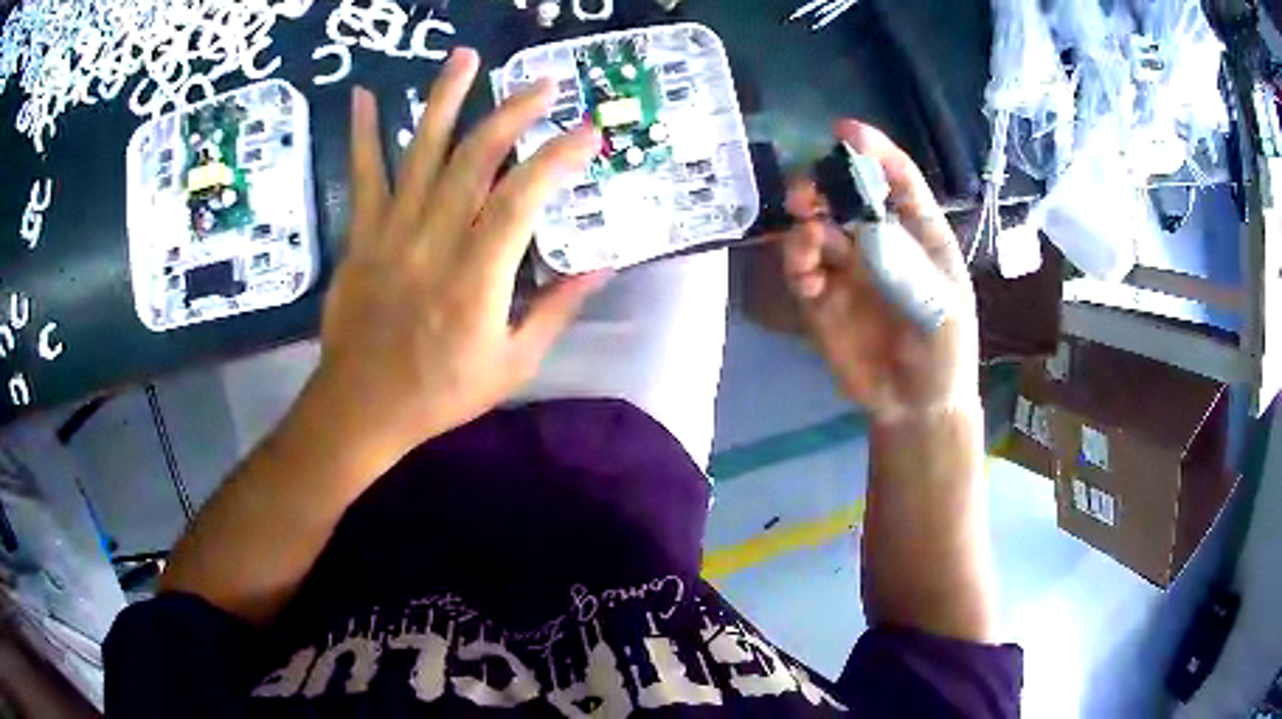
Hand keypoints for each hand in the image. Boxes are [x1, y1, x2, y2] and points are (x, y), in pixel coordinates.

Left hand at [311, 48, 609, 462]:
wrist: (362, 406)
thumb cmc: (440, 392)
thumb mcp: (513, 364)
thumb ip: (557, 310)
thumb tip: (602, 266)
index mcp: (478, 277)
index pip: (524, 197)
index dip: (559, 158)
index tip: (589, 132)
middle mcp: (435, 240)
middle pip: (475, 158)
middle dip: (513, 113)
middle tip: (542, 84)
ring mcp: (392, 231)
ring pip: (421, 151)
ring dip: (445, 99)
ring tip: (465, 57)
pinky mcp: (362, 234)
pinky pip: (364, 175)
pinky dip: (364, 133)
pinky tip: (367, 94)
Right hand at [782, 121, 978, 424]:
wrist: (916, 406)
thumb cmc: (944, 352)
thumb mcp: (942, 310)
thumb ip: (908, 270)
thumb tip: (867, 231)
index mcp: (919, 235)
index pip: (897, 180)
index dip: (874, 151)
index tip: (845, 130)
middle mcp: (880, 242)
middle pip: (847, 196)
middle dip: (824, 185)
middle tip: (807, 194)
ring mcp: (850, 270)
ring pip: (817, 228)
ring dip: (805, 224)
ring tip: (808, 241)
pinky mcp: (823, 299)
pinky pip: (802, 269)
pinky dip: (796, 263)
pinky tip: (805, 274)